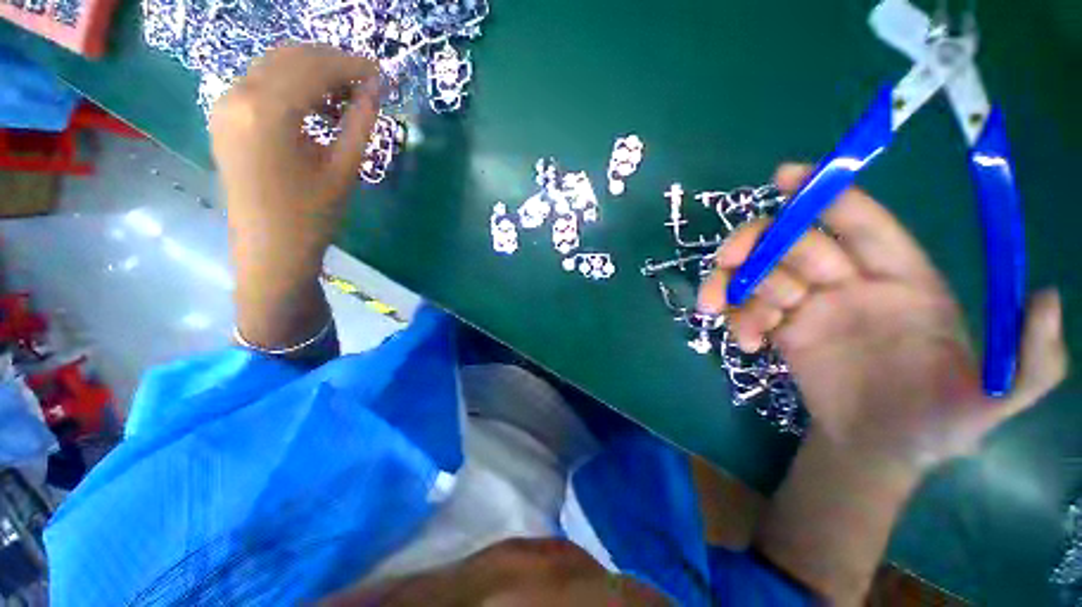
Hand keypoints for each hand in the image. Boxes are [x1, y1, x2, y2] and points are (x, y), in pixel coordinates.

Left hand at [210, 44, 379, 349]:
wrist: (270, 249)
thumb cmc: (312, 216)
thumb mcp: (344, 170)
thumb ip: (360, 124)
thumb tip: (376, 89)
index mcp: (268, 111)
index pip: (315, 67)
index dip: (352, 66)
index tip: (381, 73)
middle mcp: (238, 96)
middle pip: (291, 56)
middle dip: (332, 62)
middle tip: (366, 83)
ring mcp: (225, 104)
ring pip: (273, 65)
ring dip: (312, 71)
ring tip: (345, 97)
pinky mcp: (224, 117)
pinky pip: (260, 83)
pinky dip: (291, 84)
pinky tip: (315, 106)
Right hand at [698, 164, 1066, 471]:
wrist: (878, 449)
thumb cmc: (938, 424)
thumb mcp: (995, 401)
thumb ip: (1033, 361)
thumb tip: (1050, 298)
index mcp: (902, 280)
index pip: (860, 223)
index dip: (825, 195)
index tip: (785, 176)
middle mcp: (850, 284)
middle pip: (792, 243)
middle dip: (757, 245)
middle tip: (729, 262)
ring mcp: (808, 307)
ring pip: (759, 274)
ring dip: (734, 286)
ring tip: (718, 310)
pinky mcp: (779, 330)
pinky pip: (747, 310)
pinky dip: (738, 319)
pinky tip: (746, 344)